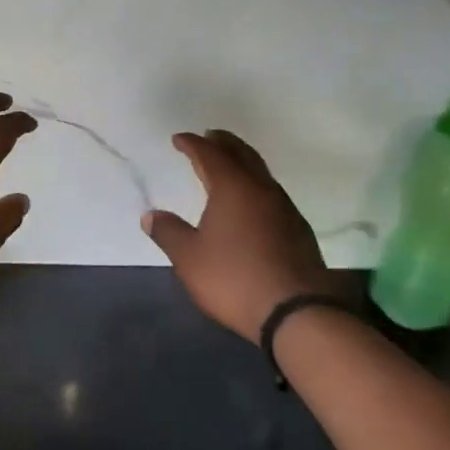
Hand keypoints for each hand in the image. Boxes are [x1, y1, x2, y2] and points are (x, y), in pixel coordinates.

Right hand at [142, 130, 340, 343]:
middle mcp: (261, 190)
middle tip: (210, 136)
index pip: (210, 155)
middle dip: (224, 143)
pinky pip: (272, 194)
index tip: (179, 139)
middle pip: (242, 155)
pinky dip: (255, 185)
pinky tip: (251, 202)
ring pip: (261, 173)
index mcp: (233, 188)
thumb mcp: (189, 258)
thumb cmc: (234, 278)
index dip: (193, 144)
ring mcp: (285, 209)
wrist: (297, 313)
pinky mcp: (298, 230)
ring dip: (243, 162)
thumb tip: (151, 215)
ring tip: (229, 165)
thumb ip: (168, 233)